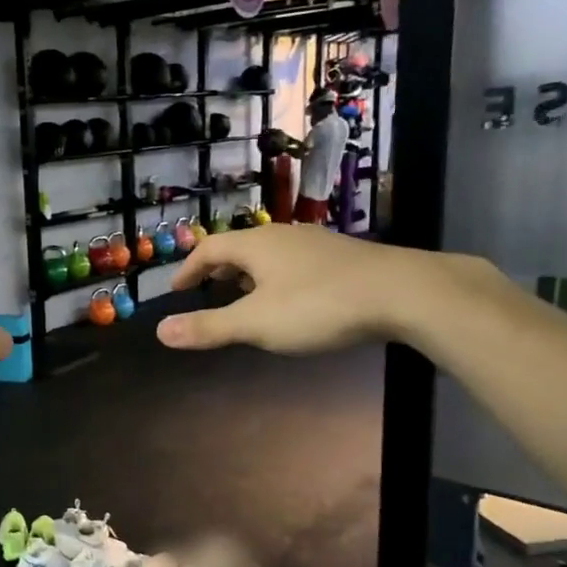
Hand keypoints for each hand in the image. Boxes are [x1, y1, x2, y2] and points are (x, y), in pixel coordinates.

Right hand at [156, 225, 449, 354]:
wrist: (405, 293)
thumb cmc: (319, 306)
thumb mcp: (256, 323)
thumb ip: (208, 327)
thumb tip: (160, 331)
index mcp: (256, 244)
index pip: (210, 249)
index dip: (188, 269)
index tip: (177, 289)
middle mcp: (284, 236)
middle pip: (240, 247)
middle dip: (219, 270)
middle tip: (207, 291)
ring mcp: (317, 244)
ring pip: (271, 255)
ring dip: (250, 274)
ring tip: (245, 297)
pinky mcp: (344, 258)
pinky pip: (296, 264)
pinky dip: (279, 279)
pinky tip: (293, 301)